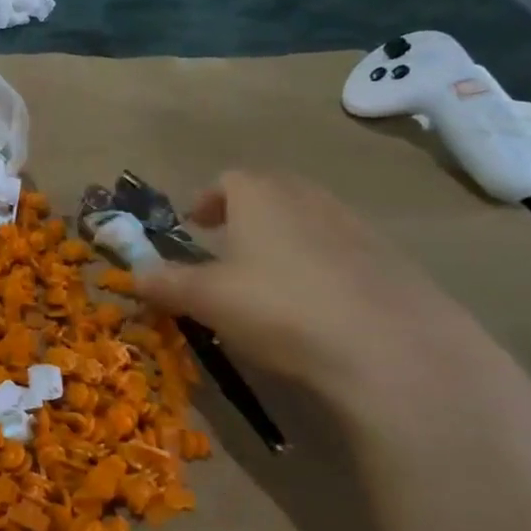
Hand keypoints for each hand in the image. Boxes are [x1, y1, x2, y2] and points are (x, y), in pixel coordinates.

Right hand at [130, 171, 498, 408]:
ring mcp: (357, 229)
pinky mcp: (394, 264)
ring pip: (309, 221)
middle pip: (272, 192)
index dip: (207, 200)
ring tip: (268, 279)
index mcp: (261, 196)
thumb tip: (135, 275)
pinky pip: (343, 253)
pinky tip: (316, 307)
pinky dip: (322, 267)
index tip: (194, 225)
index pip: (228, 180)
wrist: (394, 351)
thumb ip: (166, 283)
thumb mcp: (206, 299)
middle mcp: (309, 200)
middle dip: (246, 214)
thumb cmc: (280, 309)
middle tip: (227, 246)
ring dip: (284, 239)